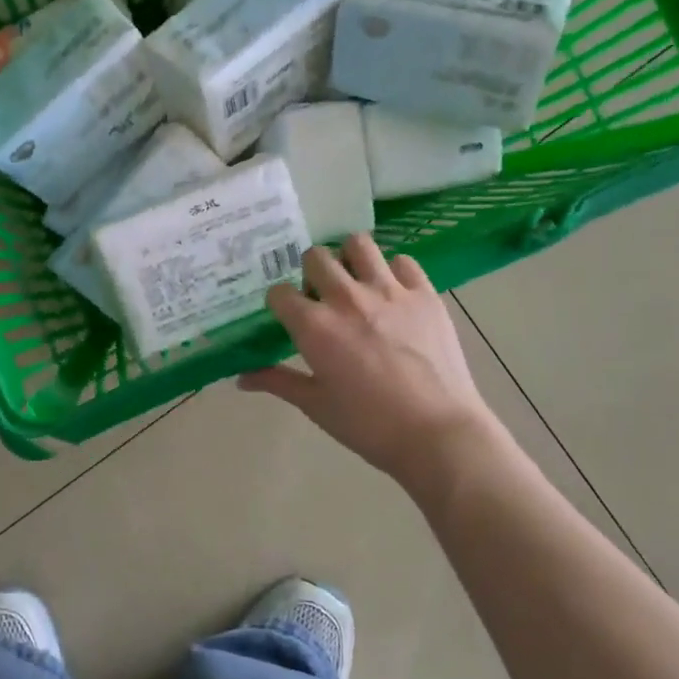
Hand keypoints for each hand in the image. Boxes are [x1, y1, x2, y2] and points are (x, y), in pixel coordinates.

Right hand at [239, 234, 504, 483]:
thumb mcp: (316, 405)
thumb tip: (241, 378)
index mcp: (314, 326)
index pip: (279, 292)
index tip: (287, 316)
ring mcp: (389, 291)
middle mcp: (347, 298)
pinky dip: (393, 272)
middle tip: (320, 296)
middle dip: (310, 272)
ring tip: (355, 281)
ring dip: (349, 258)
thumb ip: (277, 382)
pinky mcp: (425, 294)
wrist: (437, 433)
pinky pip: (403, 262)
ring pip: (358, 244)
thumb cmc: (369, 425)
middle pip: (315, 257)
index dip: (279, 303)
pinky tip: (393, 294)